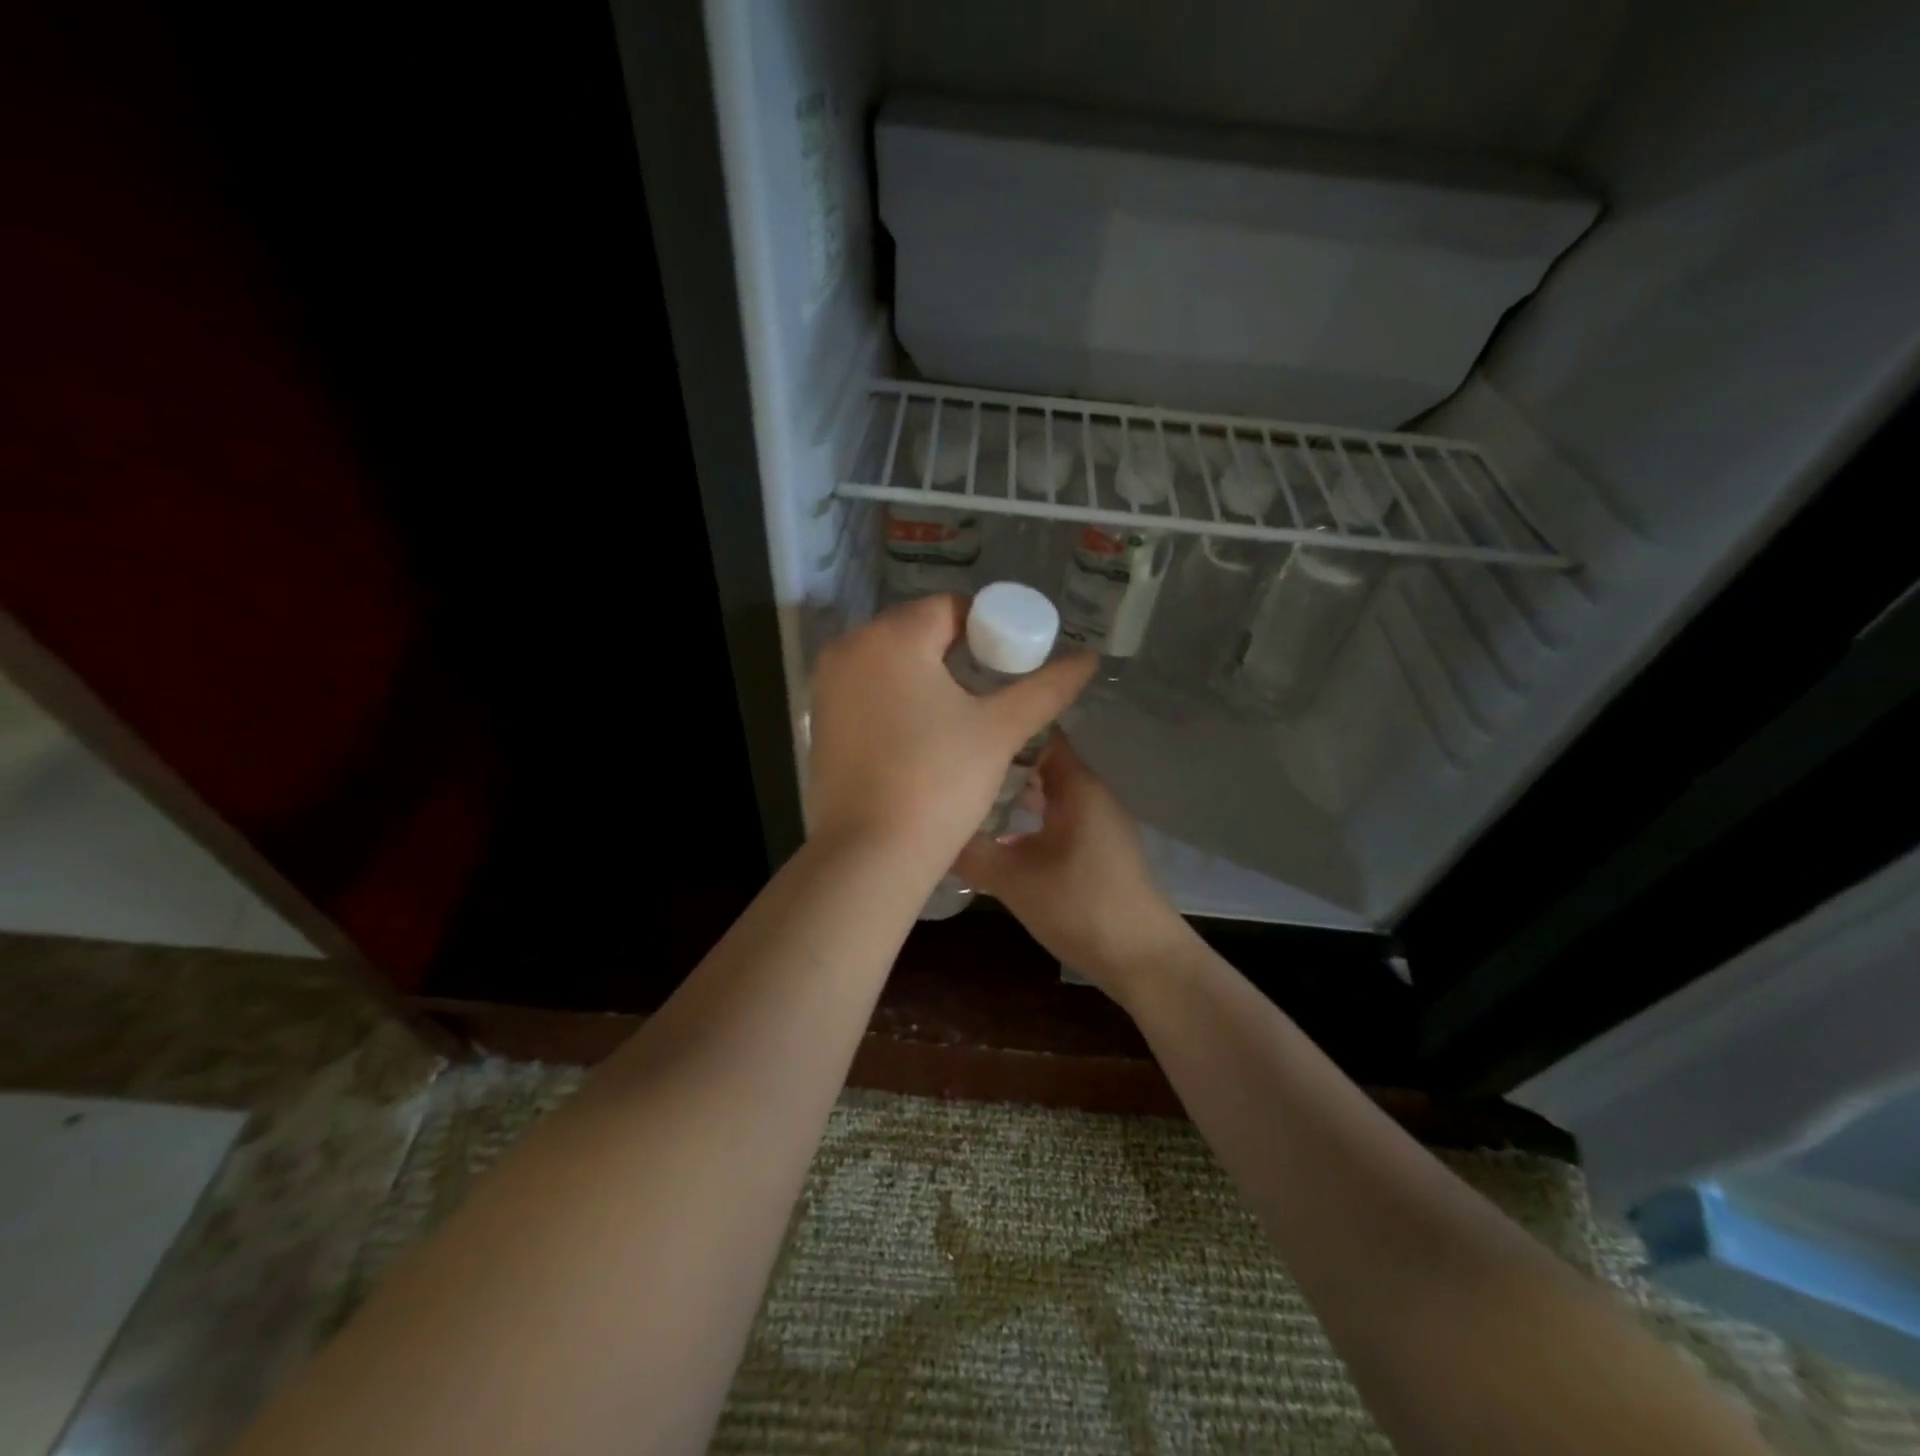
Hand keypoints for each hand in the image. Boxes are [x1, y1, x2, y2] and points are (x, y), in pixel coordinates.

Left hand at [807, 595, 1095, 871]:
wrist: (871, 855)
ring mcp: (826, 683)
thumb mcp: (1000, 731)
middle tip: (990, 691)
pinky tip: (920, 731)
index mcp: (892, 636)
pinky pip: (867, 687)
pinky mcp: (819, 717)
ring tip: (960, 713)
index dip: (988, 630)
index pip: (951, 608)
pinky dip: (896, 695)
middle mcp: (849, 647)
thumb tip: (1089, 658)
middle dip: (957, 650)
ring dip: (927, 673)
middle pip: (918, 629)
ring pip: (891, 659)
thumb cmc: (939, 783)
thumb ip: (1046, 688)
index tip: (1010, 665)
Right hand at [955, 734, 1194, 999]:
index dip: (1001, 726)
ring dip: (1011, 793)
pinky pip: (1054, 816)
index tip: (962, 729)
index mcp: (1076, 785)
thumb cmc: (1079, 906)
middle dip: (998, 762)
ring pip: (1046, 792)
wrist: (1140, 956)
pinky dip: (1026, 818)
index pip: (1037, 732)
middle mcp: (1088, 792)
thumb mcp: (1012, 879)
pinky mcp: (1094, 845)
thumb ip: (969, 851)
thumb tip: (929, 830)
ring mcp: (1094, 820)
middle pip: (1039, 761)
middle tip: (953, 766)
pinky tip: (995, 835)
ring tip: (965, 795)